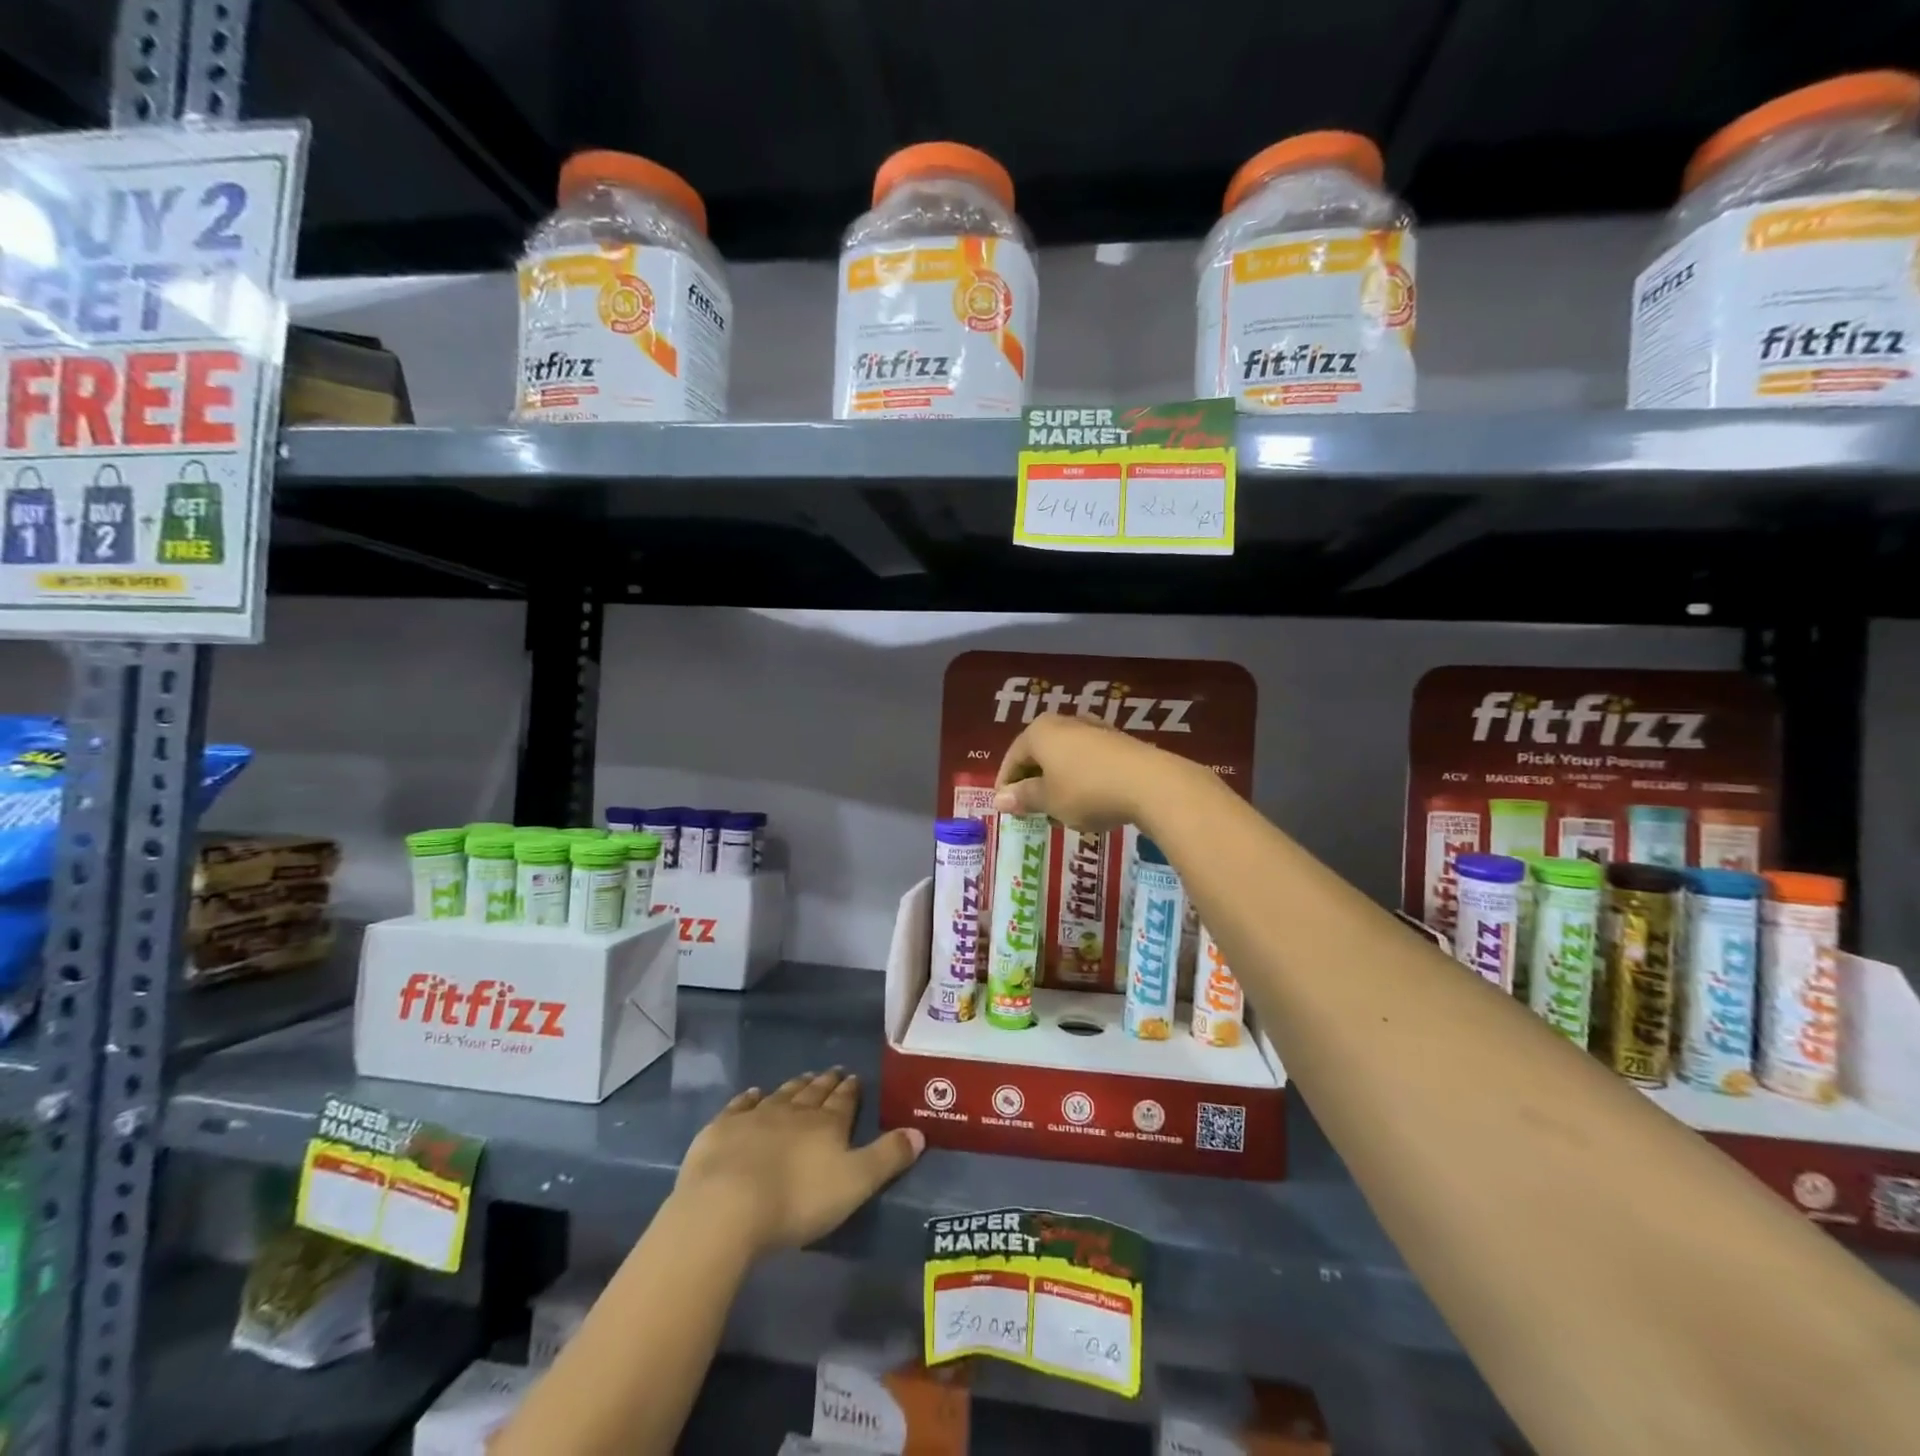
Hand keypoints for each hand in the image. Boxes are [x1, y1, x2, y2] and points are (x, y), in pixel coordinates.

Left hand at [674, 1069, 923, 1254]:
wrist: (728, 1206)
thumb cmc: (797, 1200)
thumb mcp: (855, 1183)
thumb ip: (888, 1157)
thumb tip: (920, 1132)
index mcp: (828, 1124)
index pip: (844, 1101)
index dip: (851, 1090)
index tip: (854, 1077)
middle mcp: (794, 1111)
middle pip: (814, 1092)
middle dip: (826, 1083)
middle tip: (833, 1072)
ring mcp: (756, 1116)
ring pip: (781, 1094)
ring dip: (794, 1086)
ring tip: (804, 1078)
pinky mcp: (723, 1128)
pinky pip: (740, 1105)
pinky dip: (749, 1097)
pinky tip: (753, 1093)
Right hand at [993, 712, 1192, 830]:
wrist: (1150, 783)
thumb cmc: (1086, 791)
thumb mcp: (1050, 800)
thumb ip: (1024, 797)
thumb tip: (999, 799)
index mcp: (1039, 732)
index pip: (1013, 757)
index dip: (1007, 784)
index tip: (1007, 809)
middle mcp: (1064, 722)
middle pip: (1039, 753)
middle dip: (1033, 781)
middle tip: (1031, 810)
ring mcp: (1094, 729)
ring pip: (1064, 756)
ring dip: (1058, 781)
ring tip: (1060, 809)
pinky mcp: (1118, 741)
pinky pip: (1088, 760)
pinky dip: (1081, 779)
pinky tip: (1088, 801)